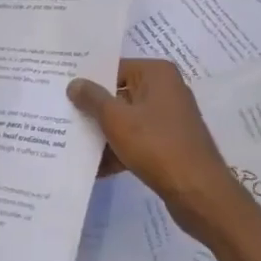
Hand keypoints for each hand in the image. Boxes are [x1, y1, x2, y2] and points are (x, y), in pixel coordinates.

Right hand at [67, 59, 238, 238]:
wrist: (198, 193)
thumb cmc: (157, 146)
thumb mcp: (116, 119)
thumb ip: (92, 99)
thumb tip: (74, 83)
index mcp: (157, 74)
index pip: (114, 68)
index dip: (88, 80)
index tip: (62, 90)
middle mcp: (165, 90)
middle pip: (119, 94)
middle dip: (93, 109)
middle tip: (61, 114)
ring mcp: (168, 118)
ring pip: (126, 119)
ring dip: (102, 134)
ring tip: (71, 143)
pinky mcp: (168, 143)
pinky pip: (136, 140)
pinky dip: (118, 151)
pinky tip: (94, 168)